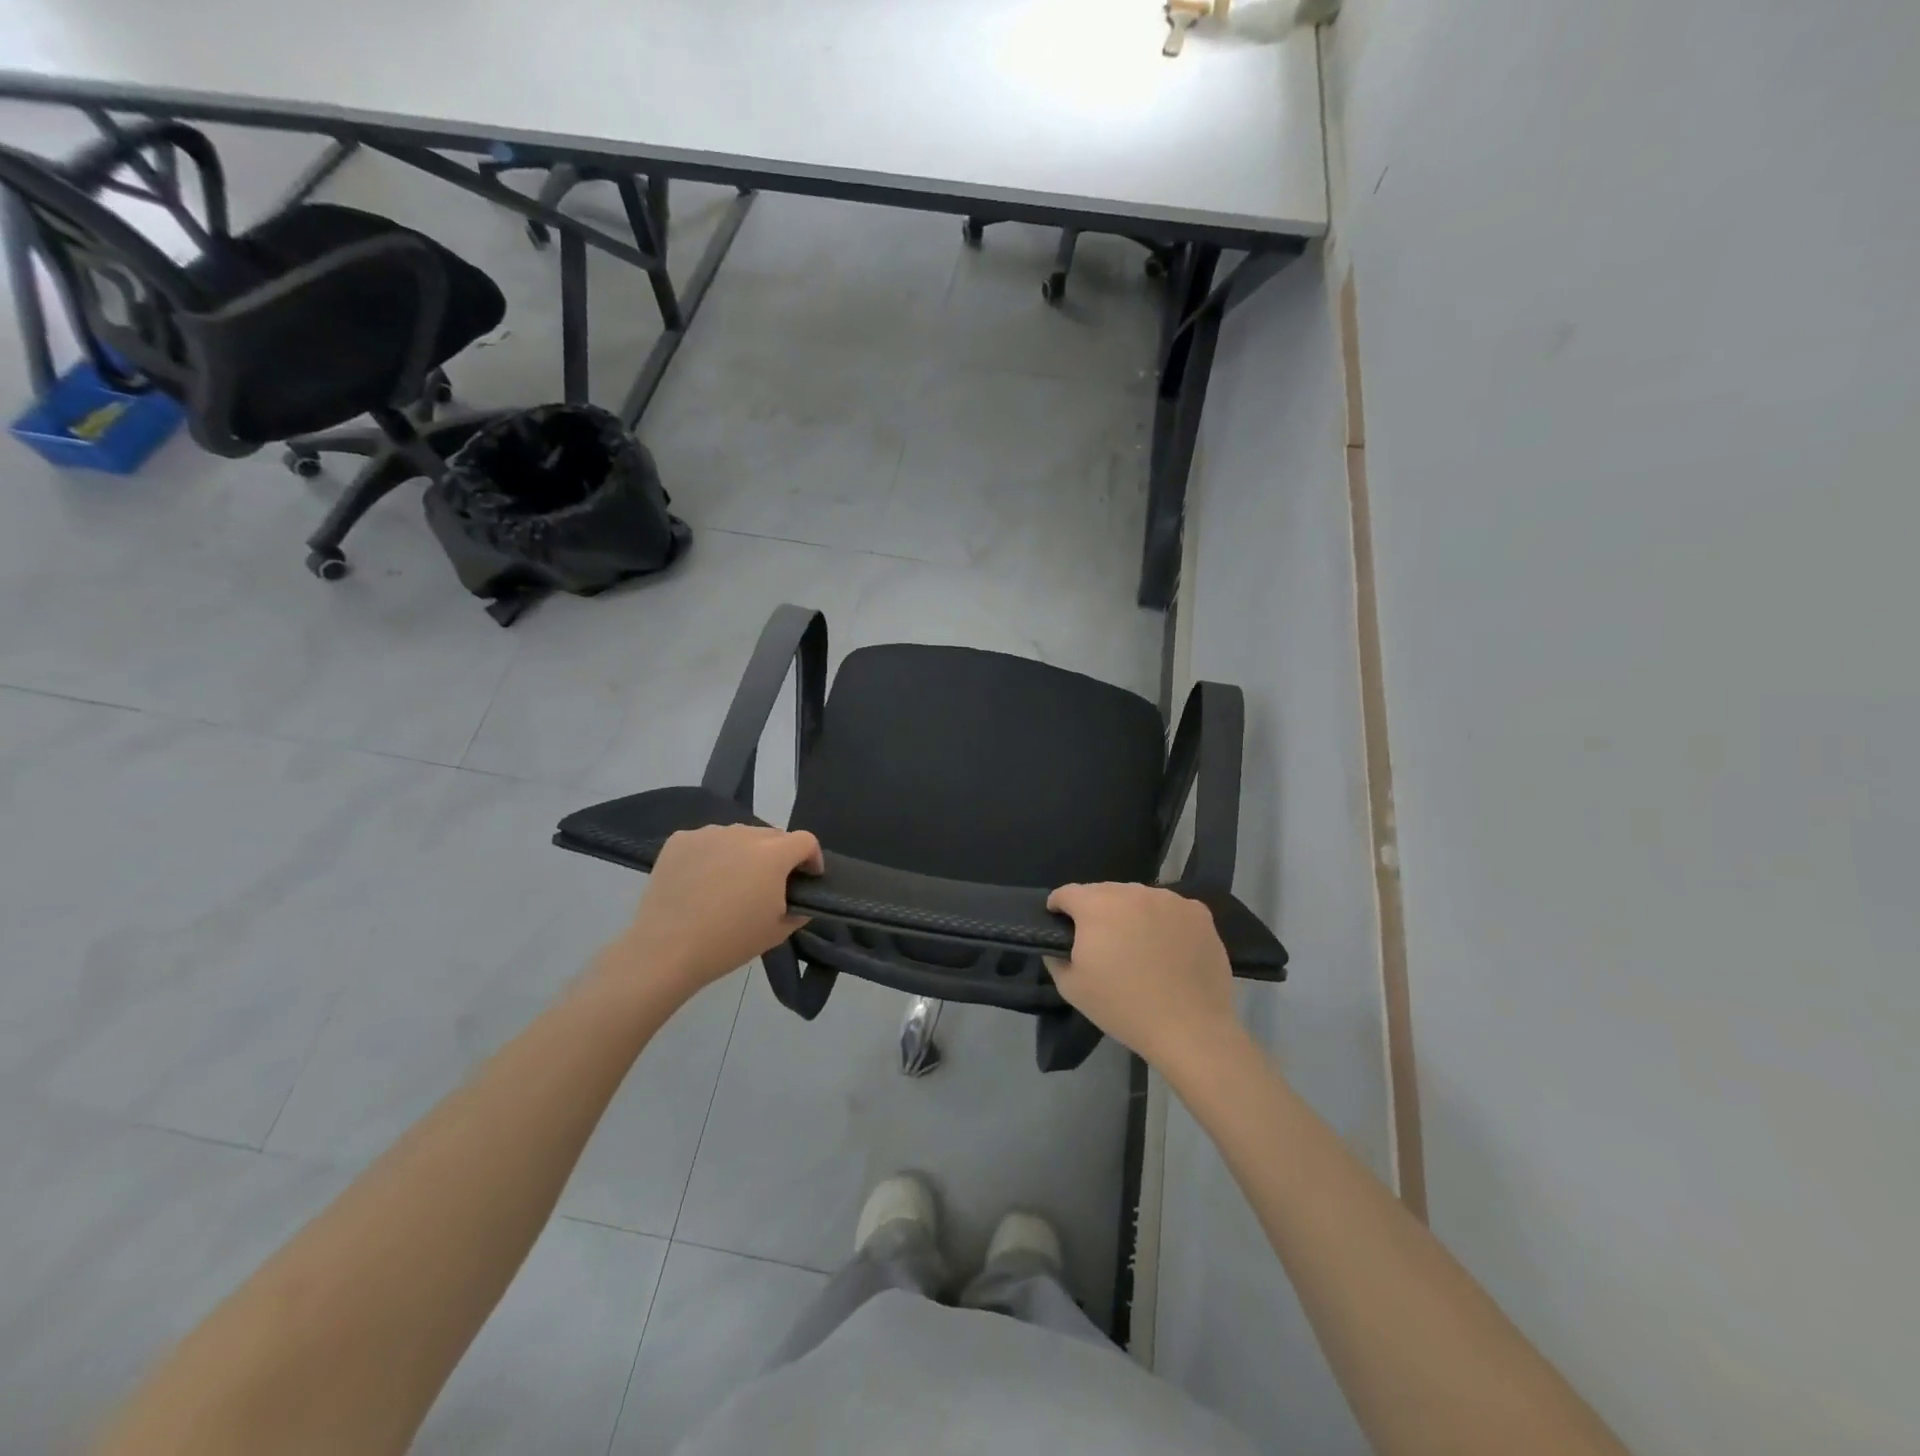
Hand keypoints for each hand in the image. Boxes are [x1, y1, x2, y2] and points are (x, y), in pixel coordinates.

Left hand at [599, 825, 821, 1003]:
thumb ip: (799, 909)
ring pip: (738, 836)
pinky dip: (712, 854)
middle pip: (772, 835)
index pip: (805, 840)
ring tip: (730, 882)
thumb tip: (800, 899)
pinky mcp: (680, 839)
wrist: (666, 950)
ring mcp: (709, 833)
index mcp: (773, 854)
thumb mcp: (777, 931)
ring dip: (744, 852)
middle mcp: (743, 834)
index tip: (806, 879)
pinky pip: (707, 841)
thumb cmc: (729, 942)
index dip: (812, 858)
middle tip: (767, 885)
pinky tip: (701, 881)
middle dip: (778, 855)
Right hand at [1045, 882, 1242, 1074]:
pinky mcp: (1198, 912)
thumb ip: (1056, 957)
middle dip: (1096, 911)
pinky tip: (1168, 948)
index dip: (1059, 908)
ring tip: (1138, 946)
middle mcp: (1133, 892)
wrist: (1190, 1029)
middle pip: (1104, 892)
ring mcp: (1169, 899)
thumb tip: (1058, 943)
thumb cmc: (1124, 1008)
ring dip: (1131, 913)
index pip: (1067, 893)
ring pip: (1138, 898)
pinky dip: (1163, 921)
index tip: (1061, 925)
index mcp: (1097, 906)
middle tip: (1102, 943)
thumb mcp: (1072, 988)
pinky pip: (1170, 908)